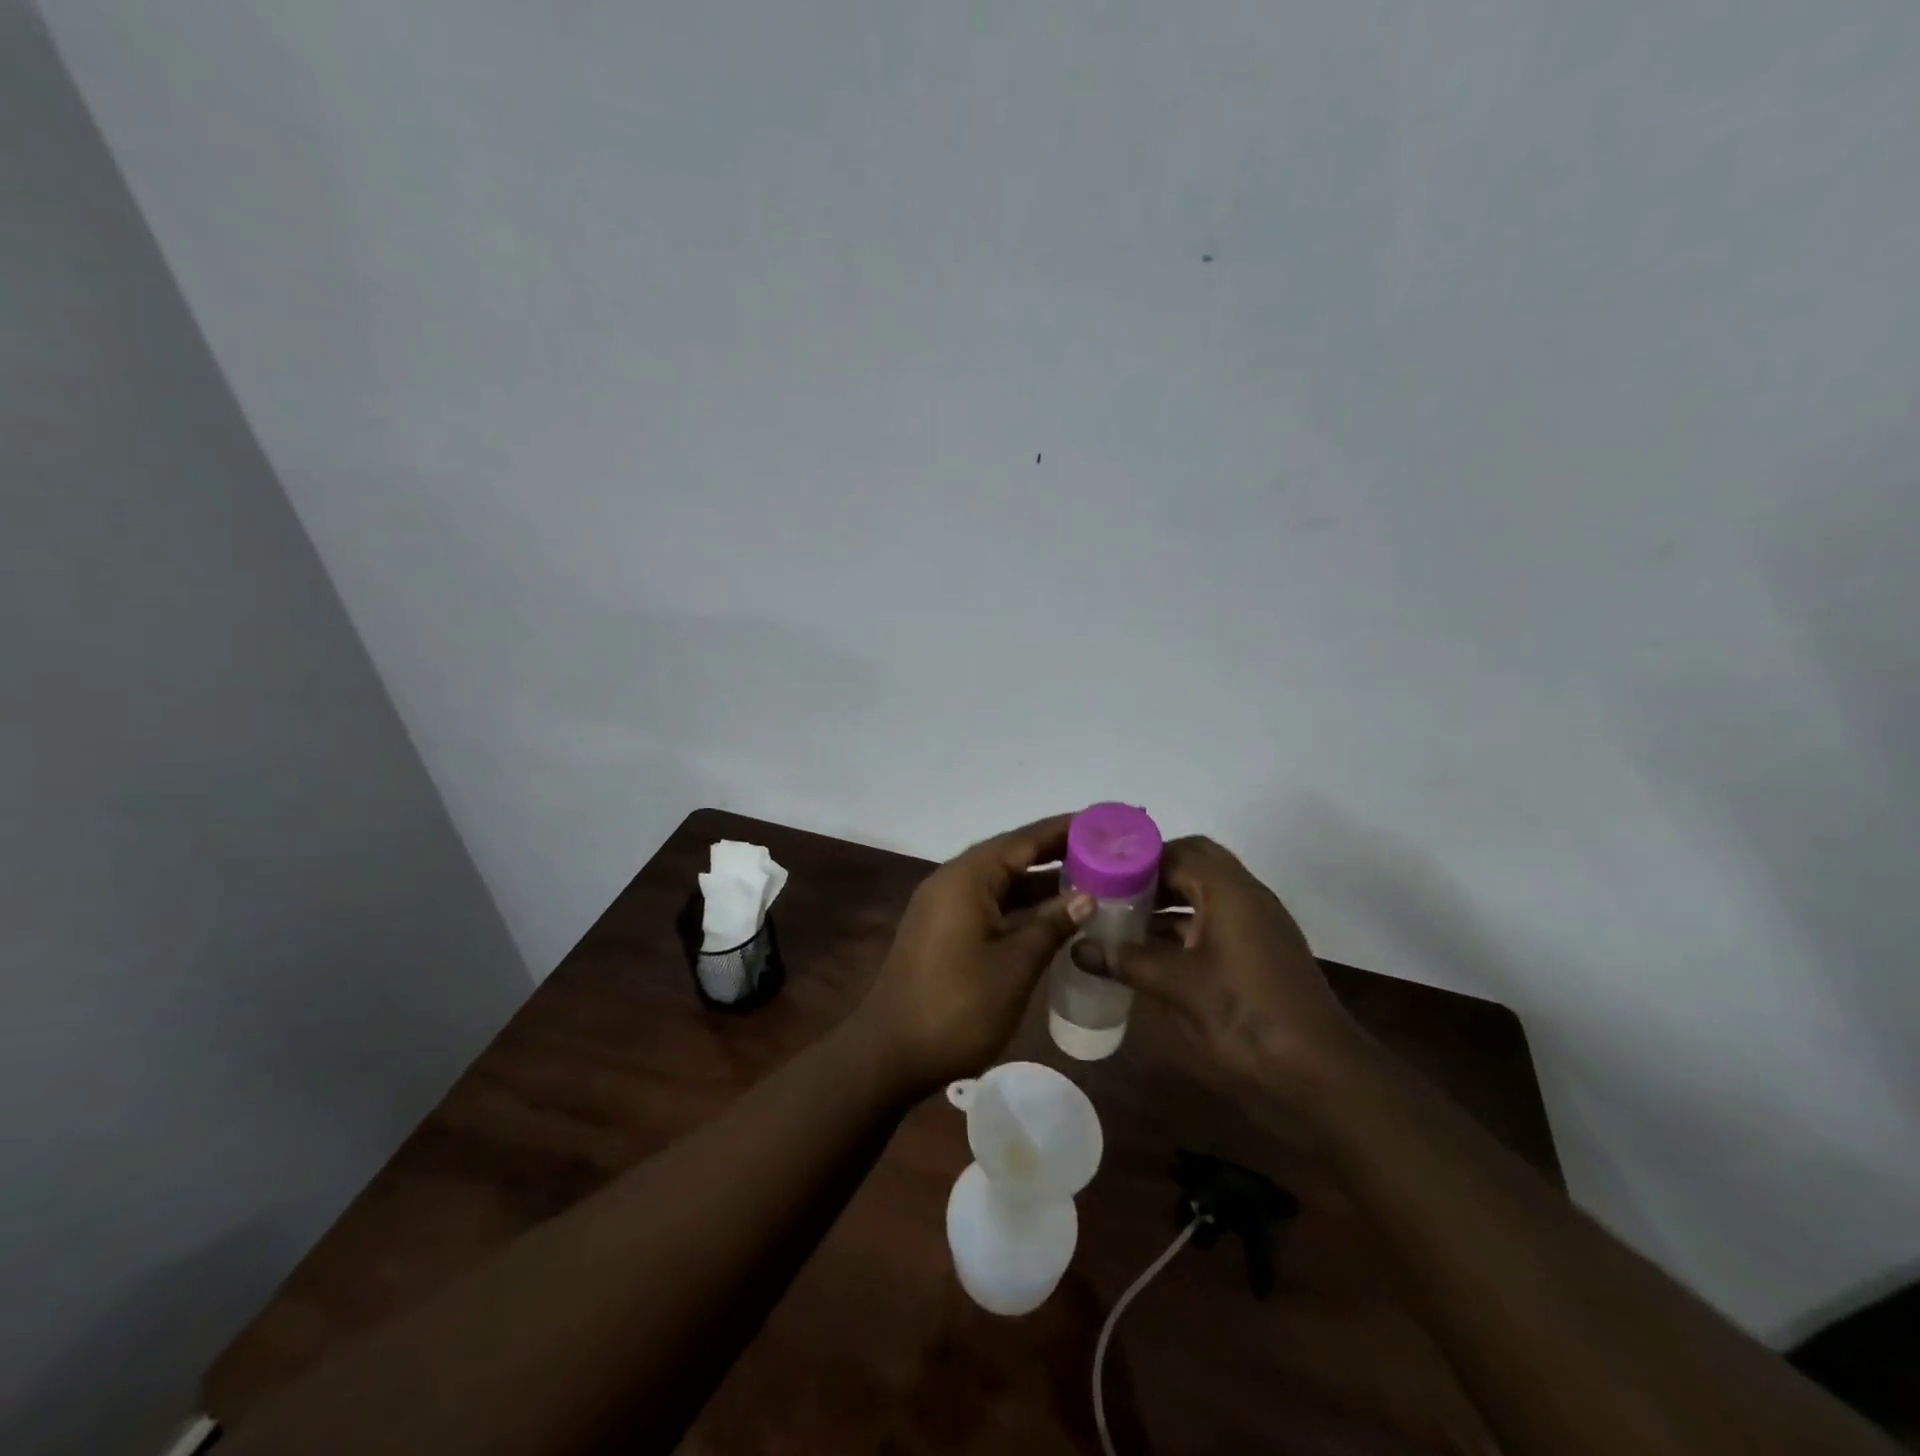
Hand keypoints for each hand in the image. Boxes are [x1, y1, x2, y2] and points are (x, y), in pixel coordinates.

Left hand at [853, 815, 1093, 1095]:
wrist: (890, 1054)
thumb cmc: (957, 1007)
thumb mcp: (1015, 965)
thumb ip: (1051, 924)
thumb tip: (1087, 895)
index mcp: (966, 878)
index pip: (1022, 840)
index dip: (1063, 830)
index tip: (1102, 822)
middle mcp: (952, 882)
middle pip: (1010, 856)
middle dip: (1055, 853)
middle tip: (1104, 851)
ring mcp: (944, 908)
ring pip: (1000, 883)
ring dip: (1039, 882)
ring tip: (1090, 880)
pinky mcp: (943, 932)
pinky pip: (989, 905)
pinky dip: (1021, 906)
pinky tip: (1052, 917)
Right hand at [1098, 837, 1364, 1092]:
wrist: (1321, 1074)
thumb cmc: (1245, 1017)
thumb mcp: (1178, 986)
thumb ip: (1127, 961)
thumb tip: (1078, 948)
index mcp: (1229, 891)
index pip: (1177, 851)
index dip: (1136, 857)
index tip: (1099, 870)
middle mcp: (1246, 896)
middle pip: (1195, 864)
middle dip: (1153, 874)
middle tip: (1111, 889)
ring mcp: (1257, 924)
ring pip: (1206, 893)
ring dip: (1168, 899)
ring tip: (1122, 916)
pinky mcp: (1260, 951)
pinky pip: (1216, 920)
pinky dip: (1185, 925)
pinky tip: (1151, 950)